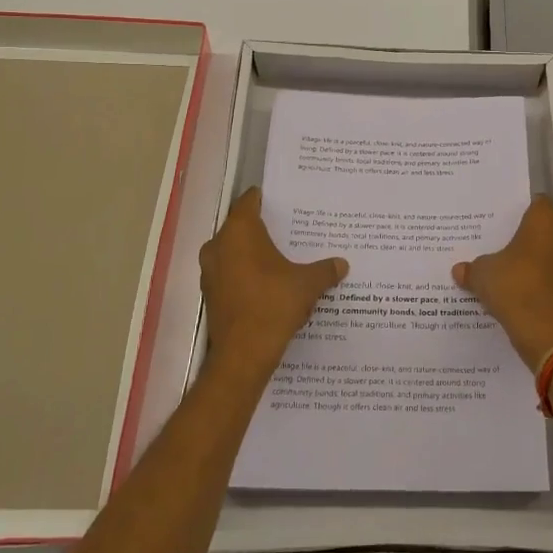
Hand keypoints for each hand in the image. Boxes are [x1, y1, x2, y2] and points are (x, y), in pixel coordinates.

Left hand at [200, 188, 347, 381]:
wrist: (243, 354)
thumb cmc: (274, 304)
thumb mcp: (307, 284)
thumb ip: (324, 270)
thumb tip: (342, 264)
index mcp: (240, 231)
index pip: (248, 201)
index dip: (265, 198)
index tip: (283, 201)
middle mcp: (218, 245)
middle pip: (240, 226)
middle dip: (261, 228)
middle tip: (288, 229)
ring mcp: (210, 271)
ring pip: (233, 251)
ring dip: (252, 253)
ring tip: (280, 258)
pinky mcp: (210, 293)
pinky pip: (230, 273)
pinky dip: (246, 274)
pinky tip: (268, 283)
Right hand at [452, 196, 552, 371]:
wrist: (541, 329)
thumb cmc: (513, 284)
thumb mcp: (482, 273)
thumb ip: (471, 268)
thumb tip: (458, 270)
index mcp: (545, 219)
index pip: (538, 202)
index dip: (521, 209)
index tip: (504, 219)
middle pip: (546, 226)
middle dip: (528, 234)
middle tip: (503, 241)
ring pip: (552, 250)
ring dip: (536, 257)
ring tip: (509, 266)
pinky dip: (540, 277)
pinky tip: (519, 287)